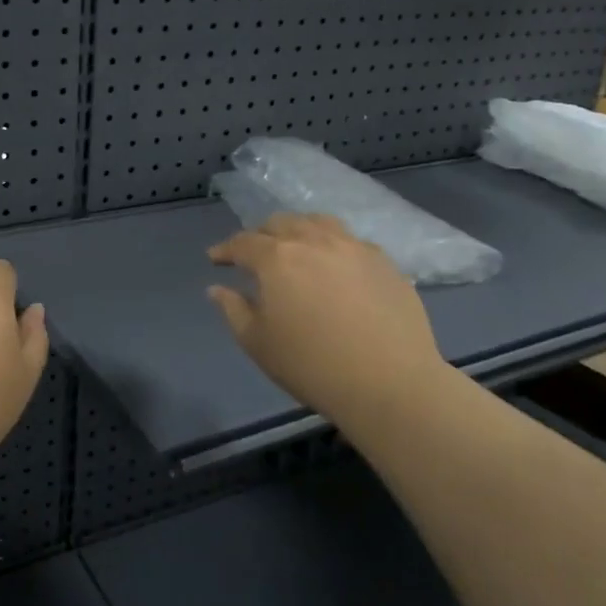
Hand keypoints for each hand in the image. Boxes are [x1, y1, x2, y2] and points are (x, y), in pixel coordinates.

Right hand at [207, 214, 446, 422]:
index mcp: (277, 258)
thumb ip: (233, 310)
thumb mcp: (258, 343)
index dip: (225, 249)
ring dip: (298, 230)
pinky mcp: (385, 262)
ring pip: (318, 223)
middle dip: (261, 235)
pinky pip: (351, 241)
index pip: (243, 242)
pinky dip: (332, 245)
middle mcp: (314, 241)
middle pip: (281, 223)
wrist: (390, 383)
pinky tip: (335, 266)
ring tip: (295, 247)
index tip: (215, 258)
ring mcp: (354, 247)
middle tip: (253, 254)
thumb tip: (217, 289)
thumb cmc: (312, 365)